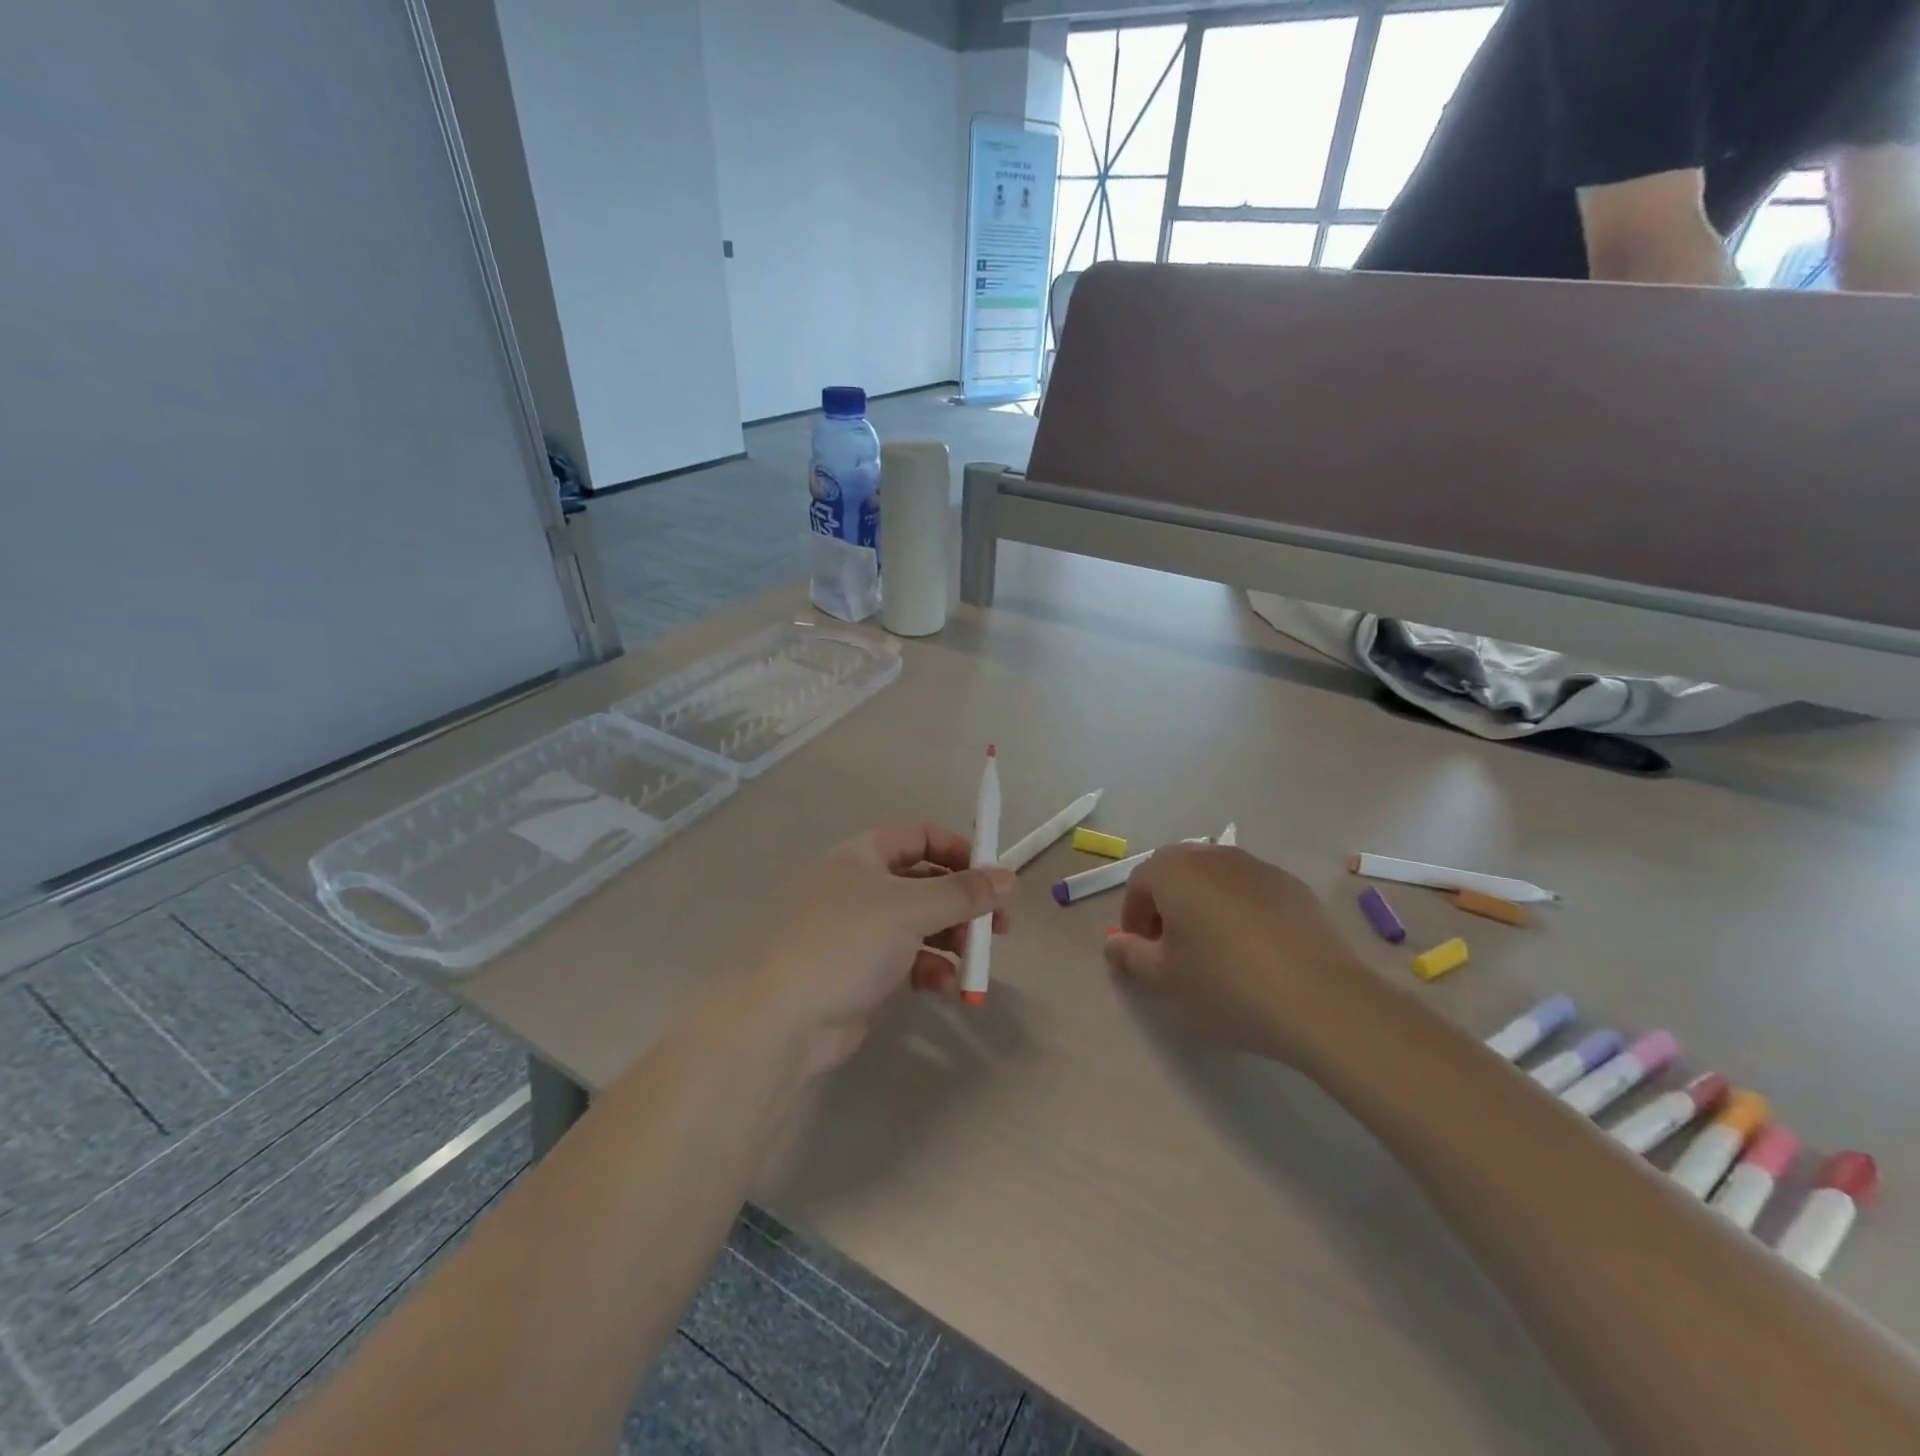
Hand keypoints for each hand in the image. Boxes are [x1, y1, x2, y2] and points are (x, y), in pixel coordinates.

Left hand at [752, 824, 1014, 1075]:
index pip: (921, 836)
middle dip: (964, 903)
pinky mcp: (866, 972)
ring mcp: (864, 931)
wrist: (785, 1018)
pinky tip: (945, 986)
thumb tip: (1009, 876)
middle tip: (999, 927)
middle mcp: (864, 887)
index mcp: (865, 856)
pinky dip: (932, 969)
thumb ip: (963, 892)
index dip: (960, 851)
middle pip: (927, 883)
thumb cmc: (847, 943)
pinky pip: (911, 960)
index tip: (994, 876)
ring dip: (953, 940)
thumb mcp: (910, 908)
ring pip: (923, 924)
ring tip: (974, 961)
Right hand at [1103, 843, 1372, 1068]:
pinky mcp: (1292, 886)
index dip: (1132, 917)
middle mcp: (1213, 856)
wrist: (1320, 999)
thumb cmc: (1226, 985)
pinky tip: (1253, 949)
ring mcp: (1257, 867)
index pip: (1138, 882)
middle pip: (1175, 871)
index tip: (1140, 952)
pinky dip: (1239, 910)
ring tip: (1212, 948)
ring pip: (1214, 878)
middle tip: (1170, 947)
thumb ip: (1130, 955)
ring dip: (1202, 903)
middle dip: (1165, 904)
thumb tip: (1113, 943)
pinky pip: (1250, 890)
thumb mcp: (1165, 978)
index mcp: (1175, 871)